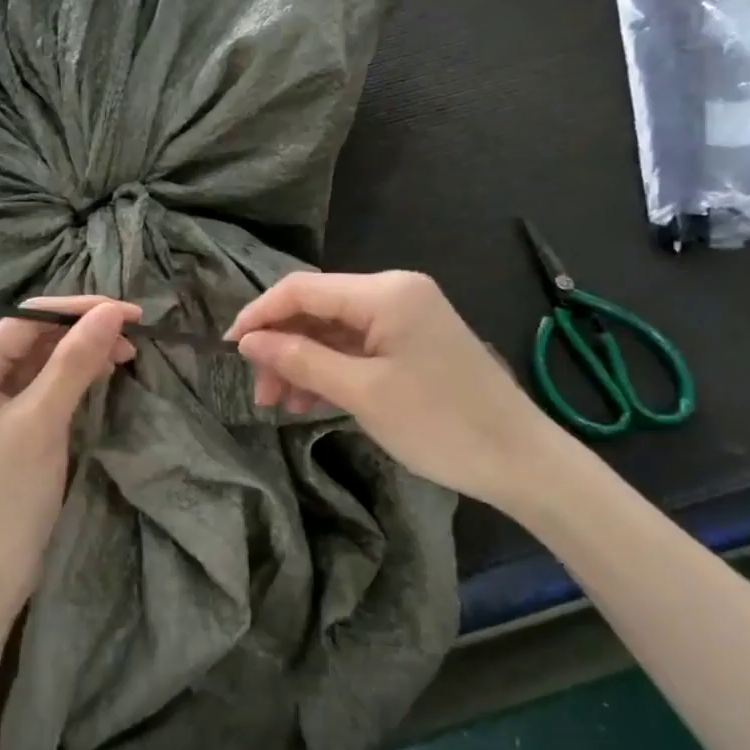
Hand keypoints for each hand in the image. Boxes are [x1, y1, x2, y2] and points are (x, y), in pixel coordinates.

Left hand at [0, 297, 139, 623]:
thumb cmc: (5, 496)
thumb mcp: (42, 422)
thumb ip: (75, 361)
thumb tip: (112, 310)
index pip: (29, 317)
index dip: (80, 309)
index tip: (132, 313)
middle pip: (34, 335)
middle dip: (84, 330)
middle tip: (136, 336)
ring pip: (42, 359)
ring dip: (82, 353)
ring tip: (127, 354)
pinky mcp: (7, 423)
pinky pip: (43, 386)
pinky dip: (73, 378)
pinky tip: (103, 374)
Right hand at [227, 271, 564, 509]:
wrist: (521, 461)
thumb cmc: (440, 424)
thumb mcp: (362, 393)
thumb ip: (300, 360)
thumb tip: (248, 342)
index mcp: (385, 292)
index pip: (301, 289)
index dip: (259, 314)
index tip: (228, 348)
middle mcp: (394, 292)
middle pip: (316, 309)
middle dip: (281, 346)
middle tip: (260, 393)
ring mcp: (405, 317)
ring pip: (332, 330)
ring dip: (302, 362)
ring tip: (280, 405)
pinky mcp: (412, 342)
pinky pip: (356, 347)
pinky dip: (329, 369)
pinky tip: (311, 401)